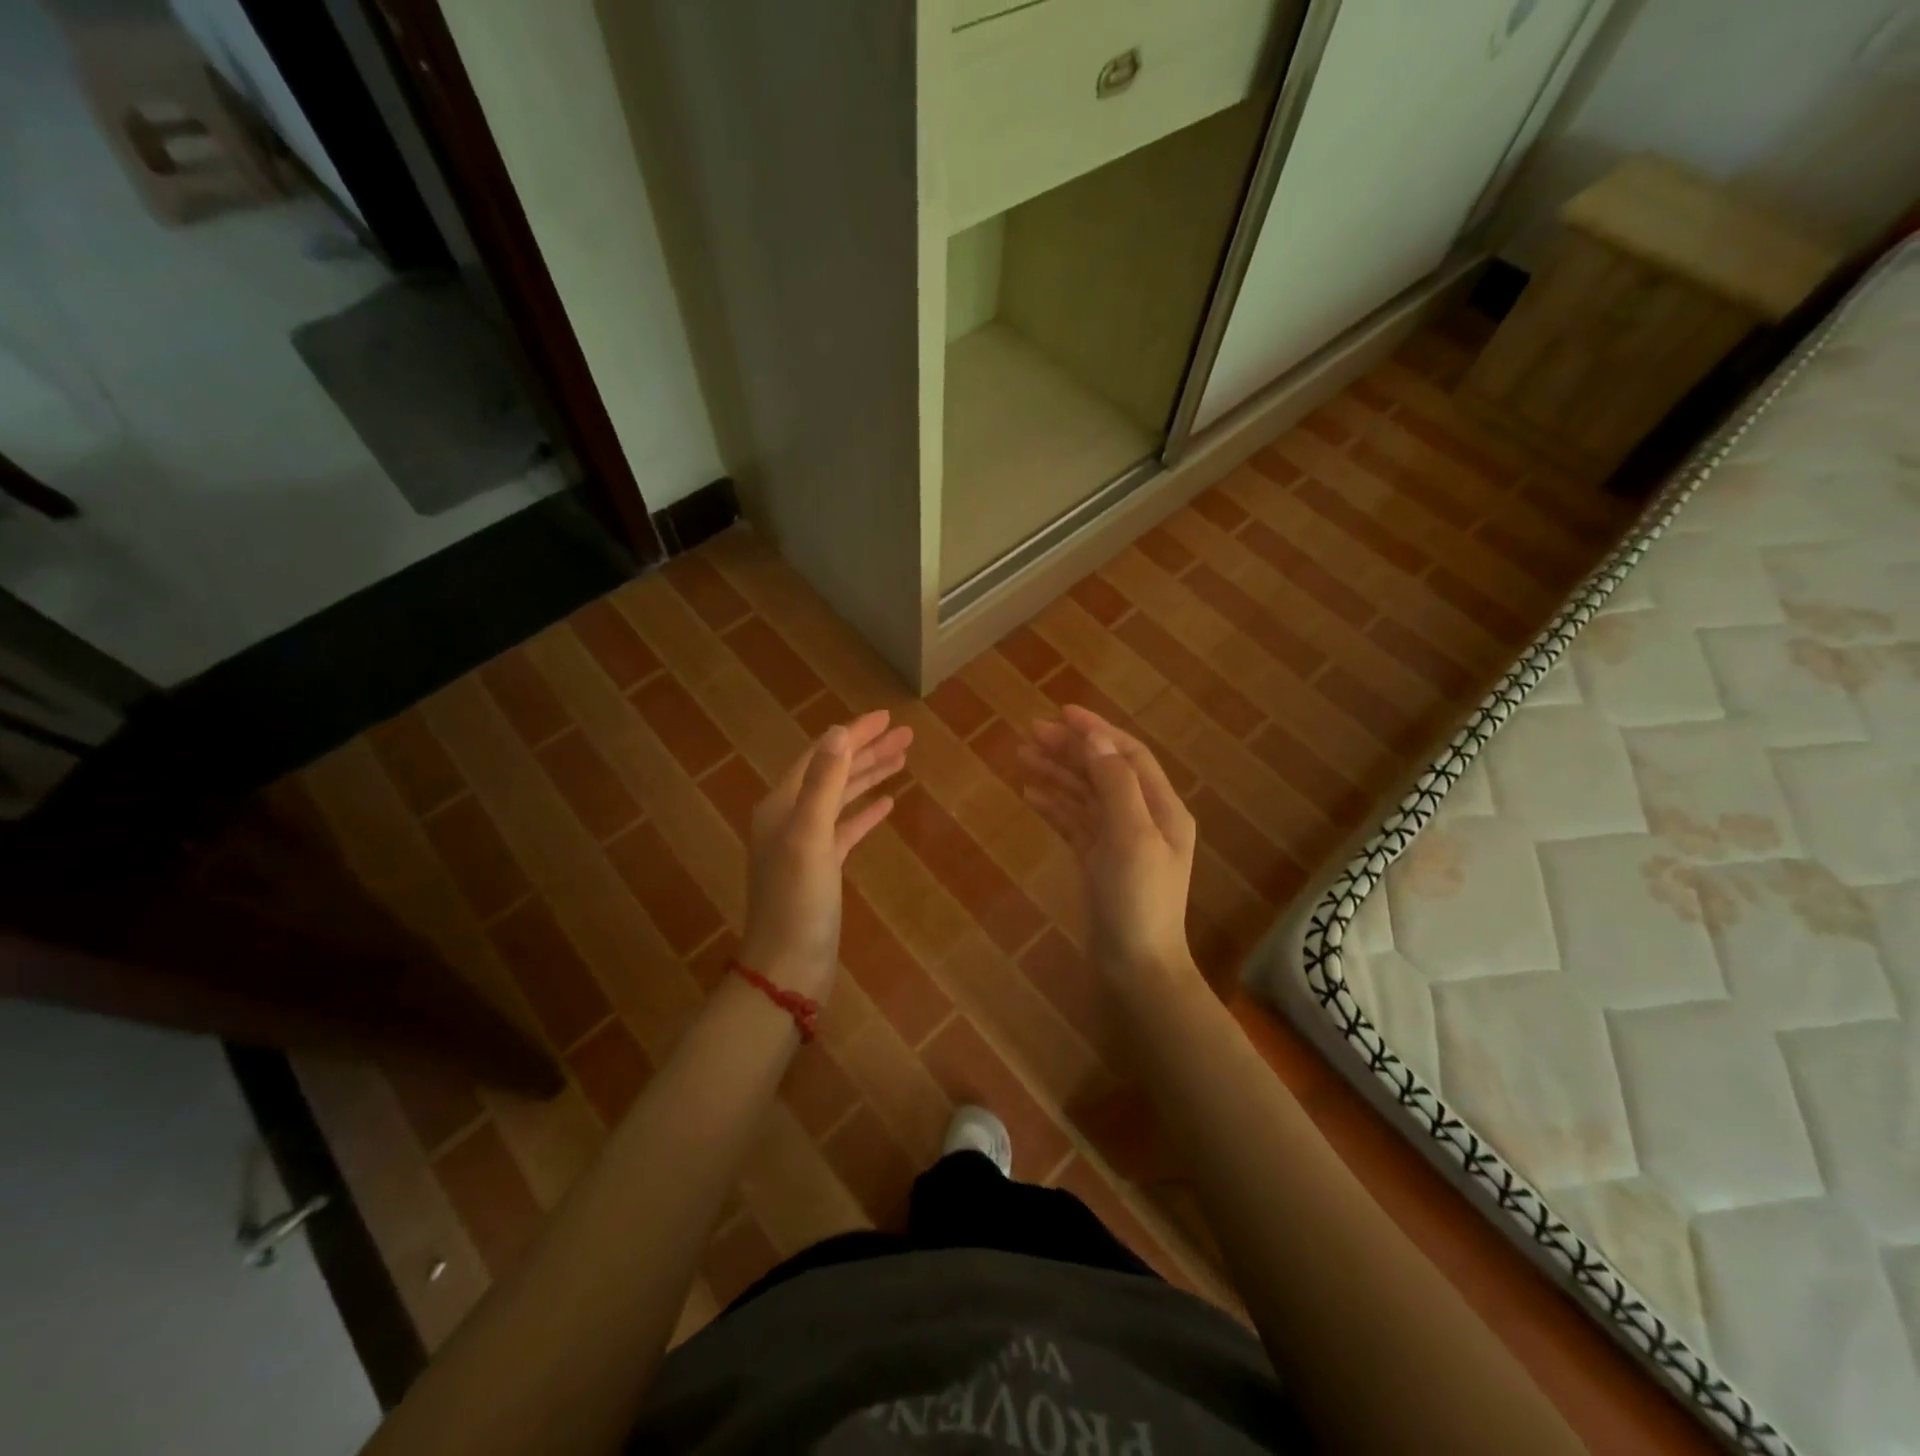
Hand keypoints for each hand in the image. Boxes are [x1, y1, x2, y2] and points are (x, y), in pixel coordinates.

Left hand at [739, 710, 912, 1000]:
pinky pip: (847, 828)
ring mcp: (807, 843)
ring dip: (870, 776)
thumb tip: (839, 732)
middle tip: (906, 735)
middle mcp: (791, 817)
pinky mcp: (822, 867)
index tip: (887, 716)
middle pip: (834, 772)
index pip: (822, 755)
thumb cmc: (798, 900)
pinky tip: (888, 804)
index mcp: (782, 804)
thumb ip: (824, 782)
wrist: (787, 966)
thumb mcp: (809, 835)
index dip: (854, 734)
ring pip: (842, 798)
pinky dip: (865, 812)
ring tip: (903, 758)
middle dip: (868, 751)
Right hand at [1019, 705, 1197, 982]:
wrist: (1136, 967)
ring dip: (1057, 773)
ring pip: (1086, 795)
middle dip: (1070, 749)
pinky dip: (1055, 805)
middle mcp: (1144, 818)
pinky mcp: (1099, 861)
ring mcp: (1120, 840)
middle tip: (1029, 733)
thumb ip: (1115, 785)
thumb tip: (1096, 739)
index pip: (1128, 755)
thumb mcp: (1130, 837)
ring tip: (1021, 756)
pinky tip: (1030, 794)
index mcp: (1161, 808)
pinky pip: (1075, 822)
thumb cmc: (1138, 900)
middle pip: (1104, 771)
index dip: (1097, 731)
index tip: (1061, 713)